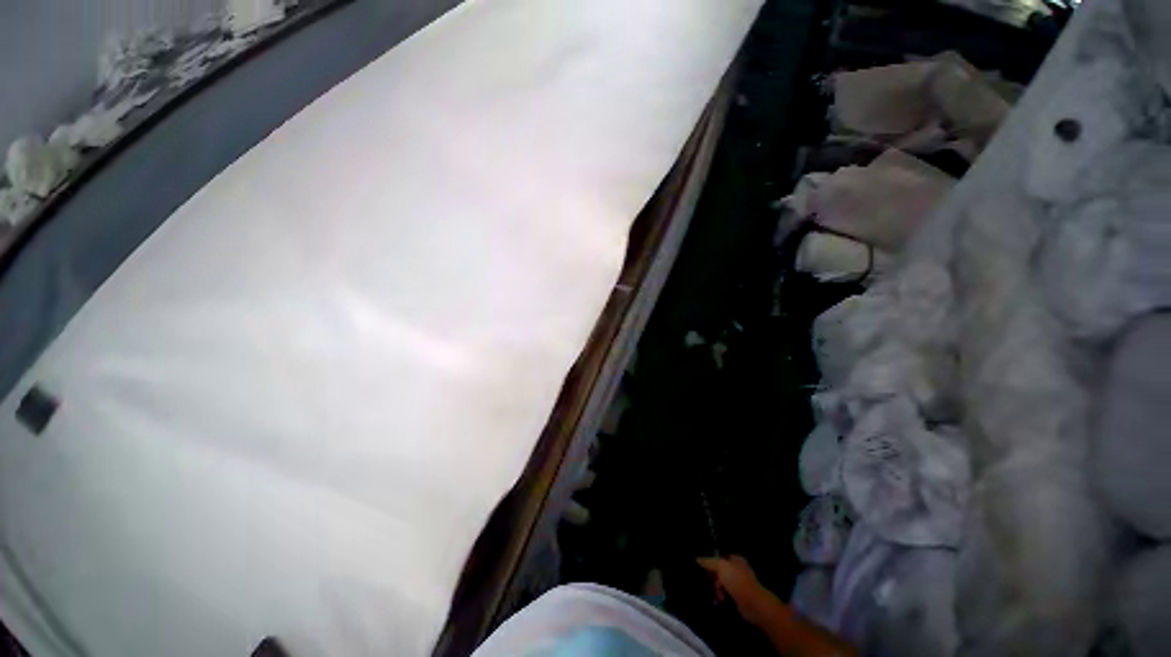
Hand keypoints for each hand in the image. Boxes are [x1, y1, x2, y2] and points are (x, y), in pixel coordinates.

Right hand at [697, 555, 777, 625]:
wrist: (754, 605)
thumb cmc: (738, 582)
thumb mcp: (721, 567)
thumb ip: (708, 562)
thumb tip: (697, 559)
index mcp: (735, 559)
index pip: (718, 557)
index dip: (710, 563)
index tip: (703, 571)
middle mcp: (737, 569)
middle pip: (718, 571)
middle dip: (713, 579)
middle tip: (713, 585)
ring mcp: (738, 584)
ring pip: (721, 584)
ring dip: (717, 590)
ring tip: (719, 596)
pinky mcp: (738, 597)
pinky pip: (725, 594)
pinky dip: (721, 597)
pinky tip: (720, 601)